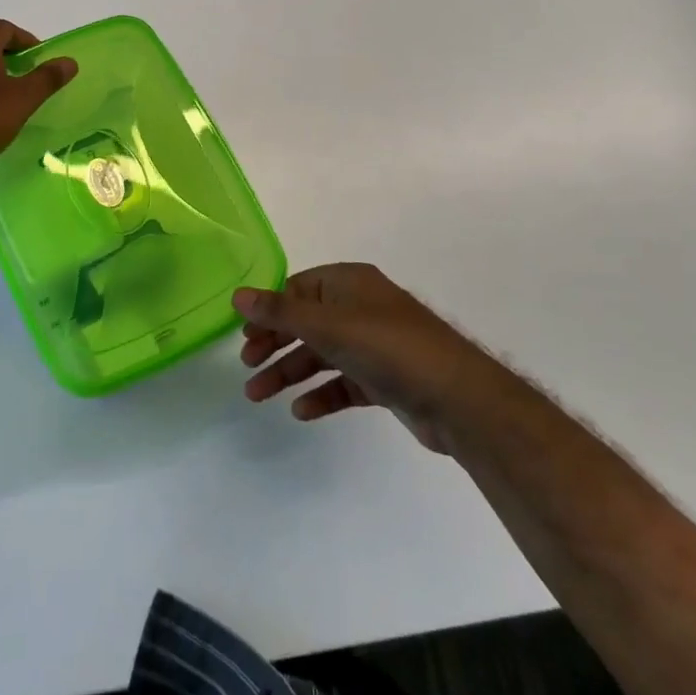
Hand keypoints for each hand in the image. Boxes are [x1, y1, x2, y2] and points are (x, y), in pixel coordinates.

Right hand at [236, 263, 478, 453]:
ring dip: (290, 372)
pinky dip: (321, 394)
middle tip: (247, 367)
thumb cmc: (388, 347)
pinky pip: (343, 382)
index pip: (297, 289)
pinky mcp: (384, 379)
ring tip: (259, 396)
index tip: (244, 335)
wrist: (457, 398)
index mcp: (349, 283)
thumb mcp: (328, 325)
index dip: (269, 310)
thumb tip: (238, 295)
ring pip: (321, 355)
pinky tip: (302, 411)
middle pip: (306, 322)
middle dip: (274, 344)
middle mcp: (360, 308)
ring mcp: (374, 344)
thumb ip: (281, 311)